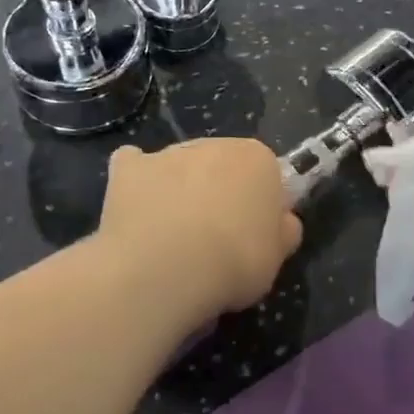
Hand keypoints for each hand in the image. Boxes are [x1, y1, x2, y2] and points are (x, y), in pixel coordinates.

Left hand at [96, 138, 302, 322]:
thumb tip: (283, 222)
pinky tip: (135, 208)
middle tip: (214, 235)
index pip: (266, 173)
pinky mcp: (130, 168)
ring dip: (179, 187)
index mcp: (258, 160)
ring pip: (180, 165)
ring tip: (171, 234)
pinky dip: (135, 181)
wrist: (167, 268)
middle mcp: (215, 145)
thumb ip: (282, 233)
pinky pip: (133, 165)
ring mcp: (169, 153)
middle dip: (218, 190)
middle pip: (221, 164)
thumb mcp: (276, 259)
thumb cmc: (234, 261)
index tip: (253, 232)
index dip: (259, 203)